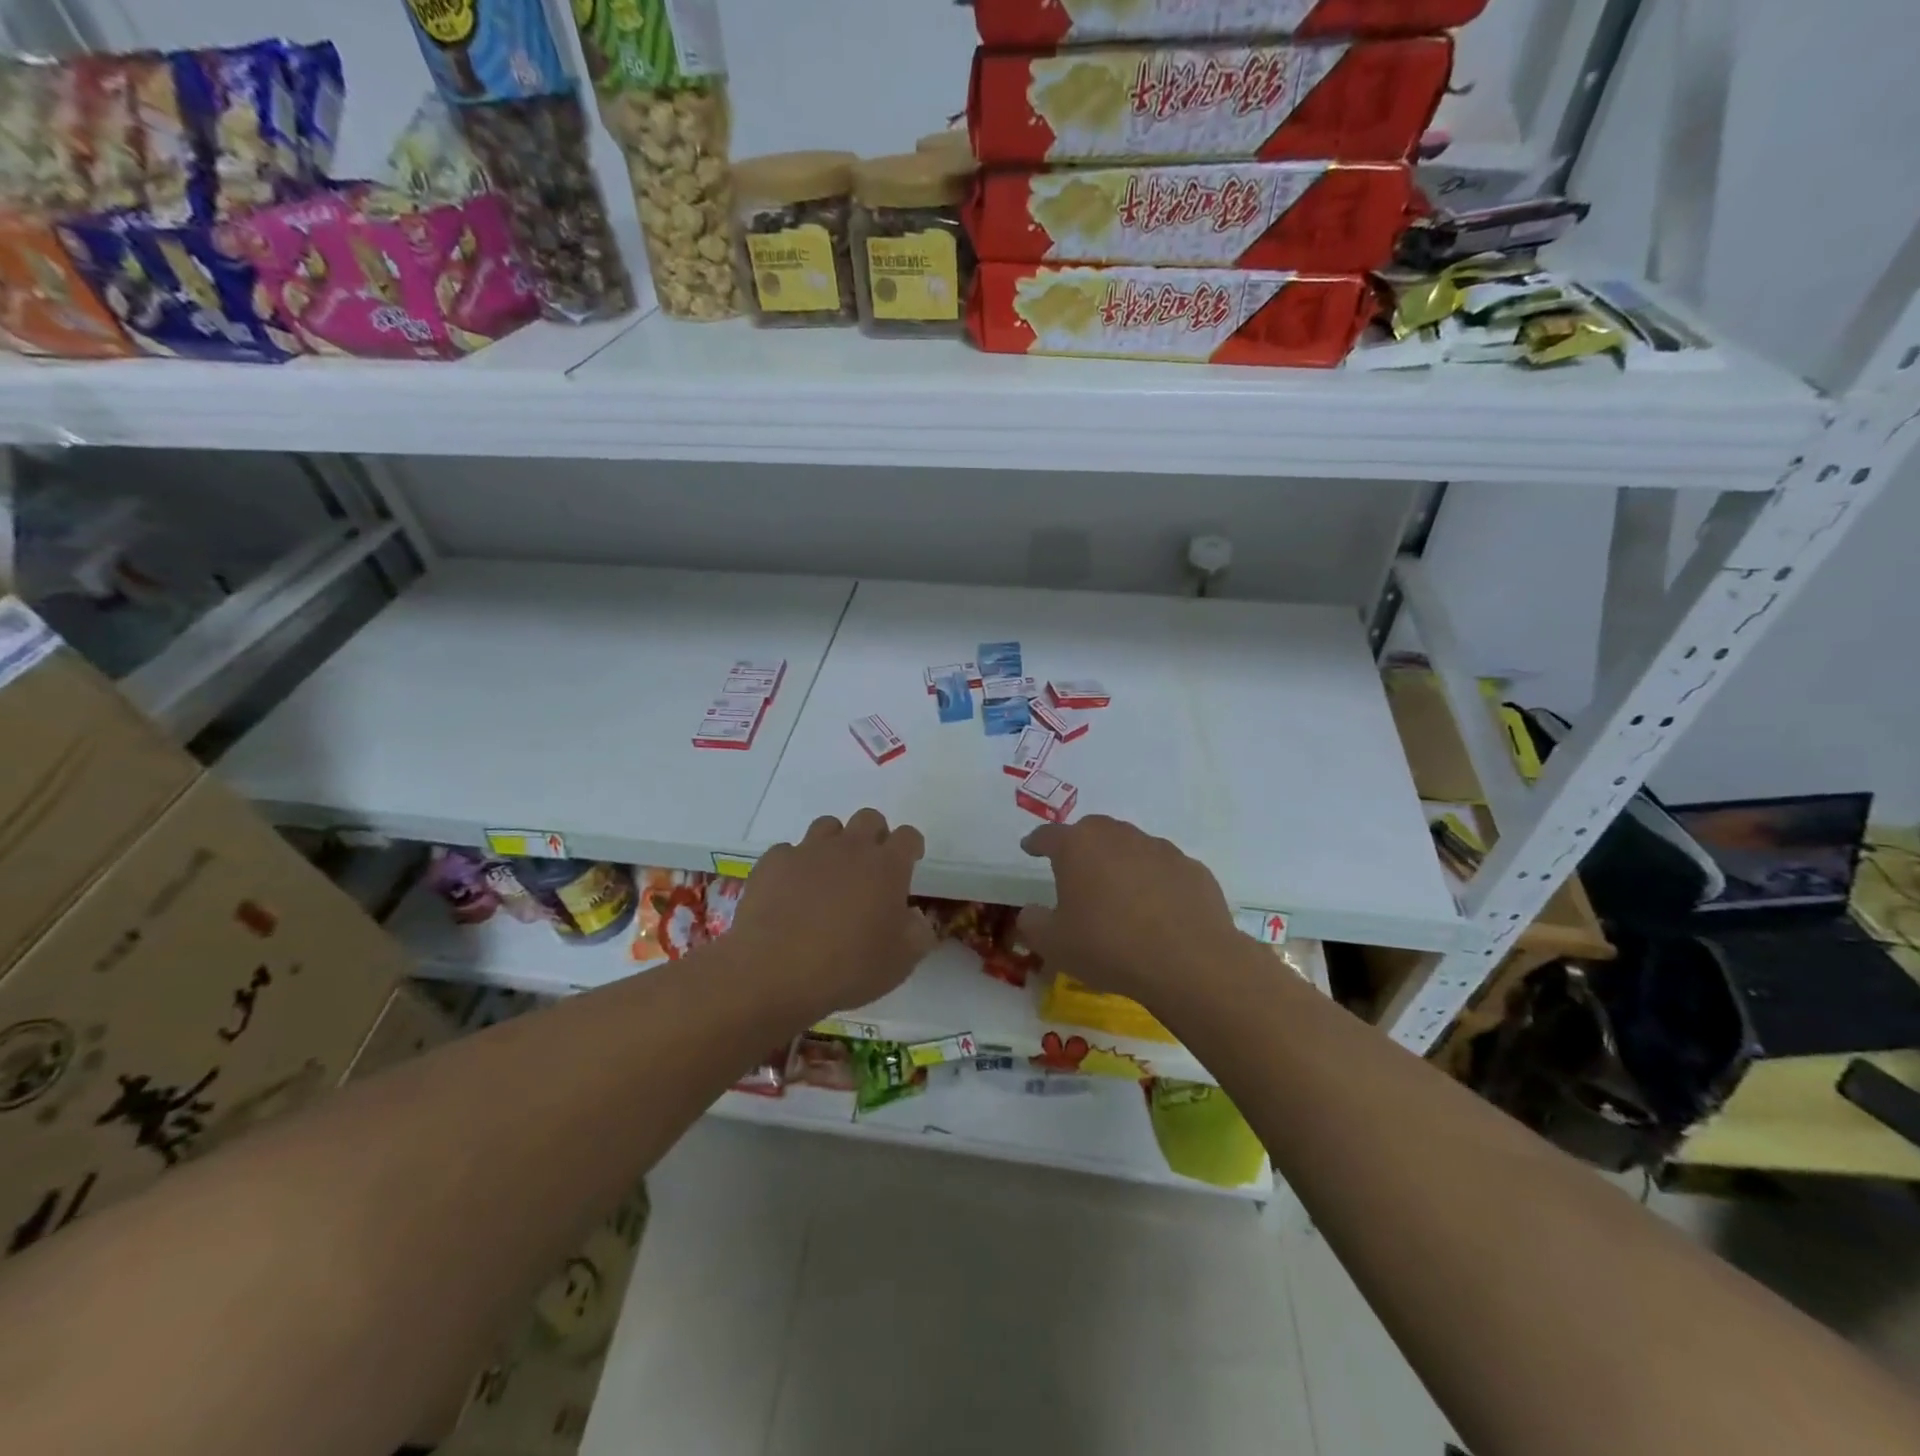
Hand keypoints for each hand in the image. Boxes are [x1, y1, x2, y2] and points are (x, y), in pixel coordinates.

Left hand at [729, 809, 935, 1016]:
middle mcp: (850, 848)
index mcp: (886, 866)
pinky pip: (789, 852)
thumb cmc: (848, 967)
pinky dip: (795, 866)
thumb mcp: (902, 961)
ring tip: (829, 876)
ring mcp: (808, 851)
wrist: (774, 972)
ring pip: (828, 826)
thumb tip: (915, 917)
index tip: (909, 863)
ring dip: (835, 844)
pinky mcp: (773, 863)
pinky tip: (791, 893)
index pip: (908, 837)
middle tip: (870, 868)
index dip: (911, 847)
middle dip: (875, 836)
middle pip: (869, 819)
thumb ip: (919, 932)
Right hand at [1017, 815, 1241, 1005]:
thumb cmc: (1109, 947)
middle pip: (1093, 830)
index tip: (1029, 847)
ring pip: (1131, 846)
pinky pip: (1164, 869)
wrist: (1189, 963)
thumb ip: (1033, 923)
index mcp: (1078, 846)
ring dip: (1120, 862)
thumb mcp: (1054, 944)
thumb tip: (1031, 912)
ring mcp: (1160, 849)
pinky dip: (1154, 881)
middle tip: (1075, 870)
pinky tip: (1157, 908)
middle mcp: (1118, 837)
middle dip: (1080, 845)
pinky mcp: (1192, 868)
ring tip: (1119, 893)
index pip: (1048, 835)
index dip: (1036, 842)